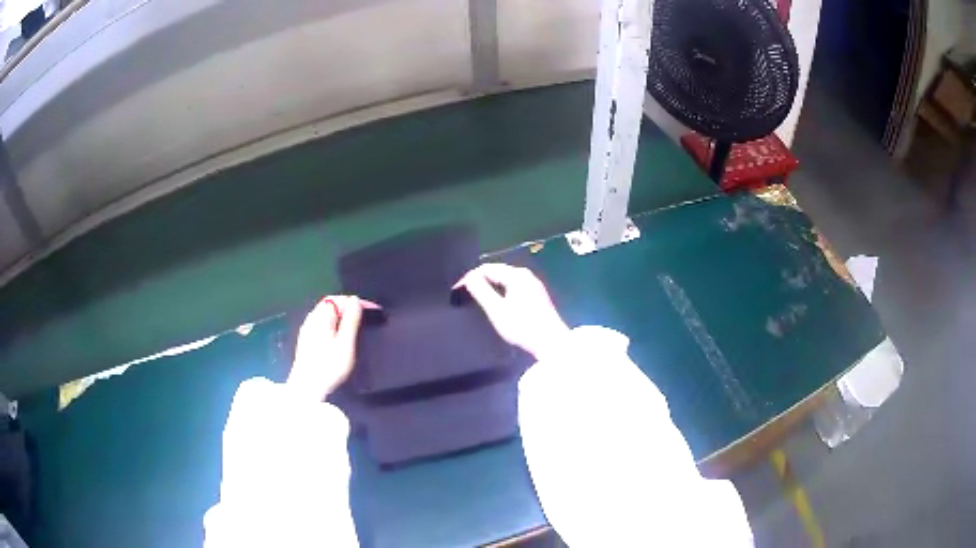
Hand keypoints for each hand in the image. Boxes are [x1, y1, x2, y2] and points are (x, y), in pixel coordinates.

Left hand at [288, 295, 378, 399]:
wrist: (307, 389)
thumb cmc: (329, 366)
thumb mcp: (345, 343)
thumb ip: (351, 320)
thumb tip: (355, 300)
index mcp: (321, 316)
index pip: (339, 299)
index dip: (357, 302)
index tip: (374, 310)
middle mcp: (311, 318)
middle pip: (331, 305)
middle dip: (349, 307)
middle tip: (367, 317)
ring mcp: (307, 329)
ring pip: (326, 315)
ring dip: (342, 316)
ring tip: (356, 325)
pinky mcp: (306, 340)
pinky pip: (322, 324)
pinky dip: (334, 325)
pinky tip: (339, 336)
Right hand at [455, 263, 569, 360]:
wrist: (551, 343)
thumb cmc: (522, 326)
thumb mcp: (497, 310)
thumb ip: (481, 291)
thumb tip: (469, 278)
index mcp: (517, 275)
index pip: (487, 268)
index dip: (470, 277)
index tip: (456, 290)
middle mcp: (526, 275)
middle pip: (497, 272)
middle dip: (479, 280)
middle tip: (464, 294)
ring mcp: (533, 285)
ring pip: (505, 280)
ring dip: (490, 287)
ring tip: (476, 299)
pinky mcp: (537, 296)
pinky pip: (513, 288)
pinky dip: (501, 292)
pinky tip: (496, 304)